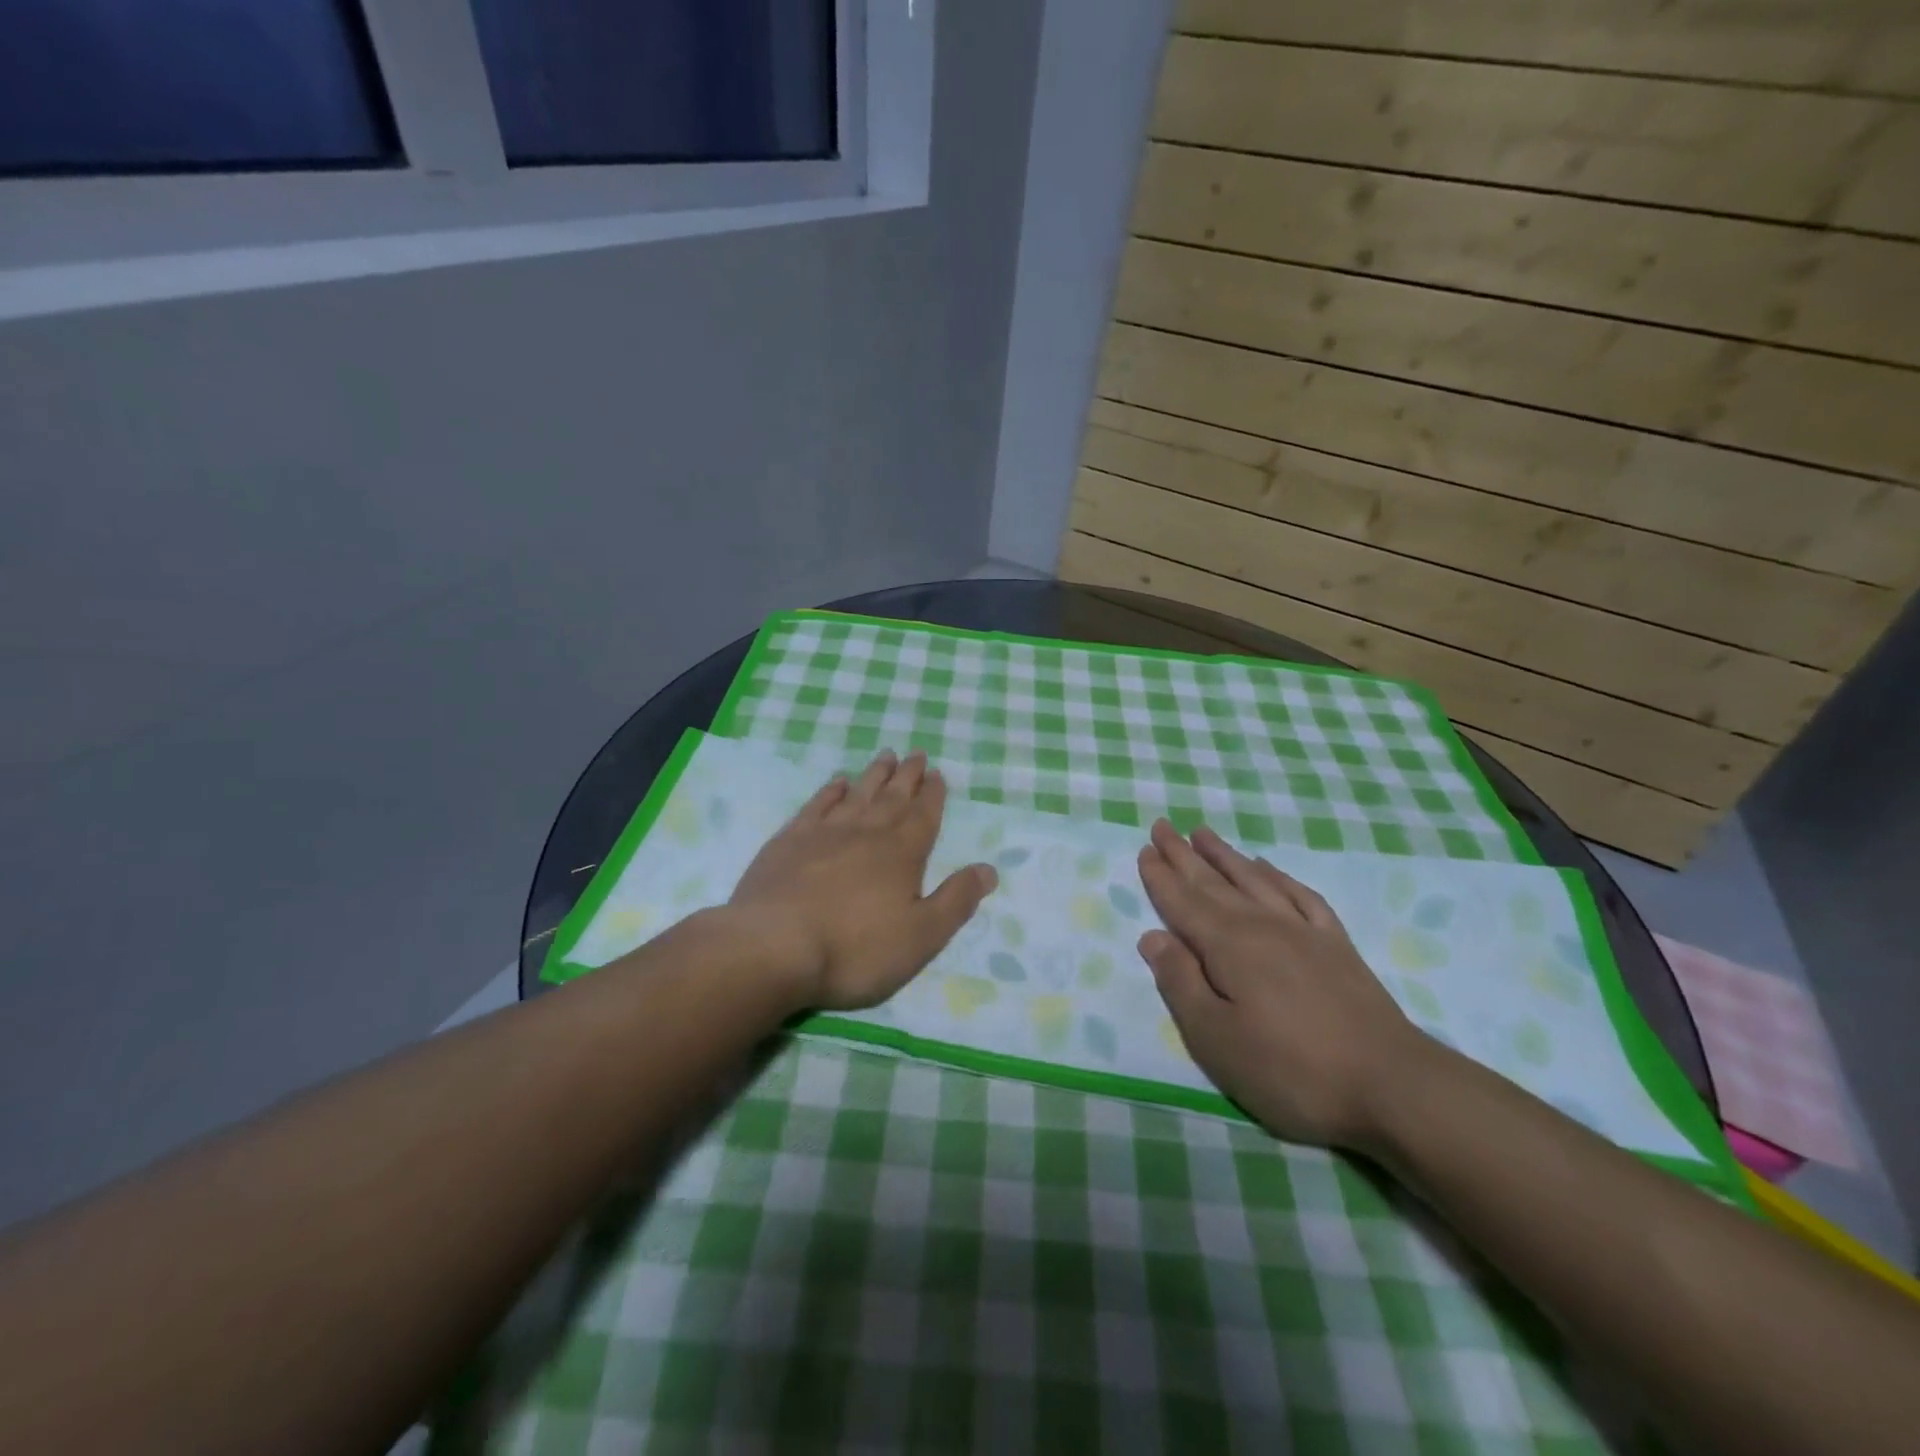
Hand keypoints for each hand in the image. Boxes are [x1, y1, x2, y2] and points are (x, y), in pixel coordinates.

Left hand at [729, 749, 997, 1010]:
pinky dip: (830, 791)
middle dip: (908, 776)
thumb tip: (989, 869)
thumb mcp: (921, 936)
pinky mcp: (788, 841)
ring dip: (874, 775)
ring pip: (857, 794)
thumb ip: (956, 901)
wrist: (773, 947)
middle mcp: (866, 833)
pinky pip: (817, 805)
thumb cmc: (855, 949)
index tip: (937, 773)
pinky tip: (837, 783)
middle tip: (916, 754)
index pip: (924, 815)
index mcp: (902, 853)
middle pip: (892, 797)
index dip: (933, 794)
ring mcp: (824, 833)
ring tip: (886, 756)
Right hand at [1136, 820, 1424, 1147]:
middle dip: (1184, 855)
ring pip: (1253, 880)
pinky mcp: (1337, 946)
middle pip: (1213, 882)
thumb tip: (1152, 937)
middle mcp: (1262, 925)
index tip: (1144, 849)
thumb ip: (1180, 983)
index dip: (1160, 877)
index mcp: (1227, 946)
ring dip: (1225, 856)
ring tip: (1203, 834)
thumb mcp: (1216, 1038)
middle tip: (1162, 827)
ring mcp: (1303, 932)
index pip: (1183, 903)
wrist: (1392, 1086)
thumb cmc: (1290, 1069)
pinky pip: (1300, 895)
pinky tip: (1267, 868)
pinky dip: (1277, 877)